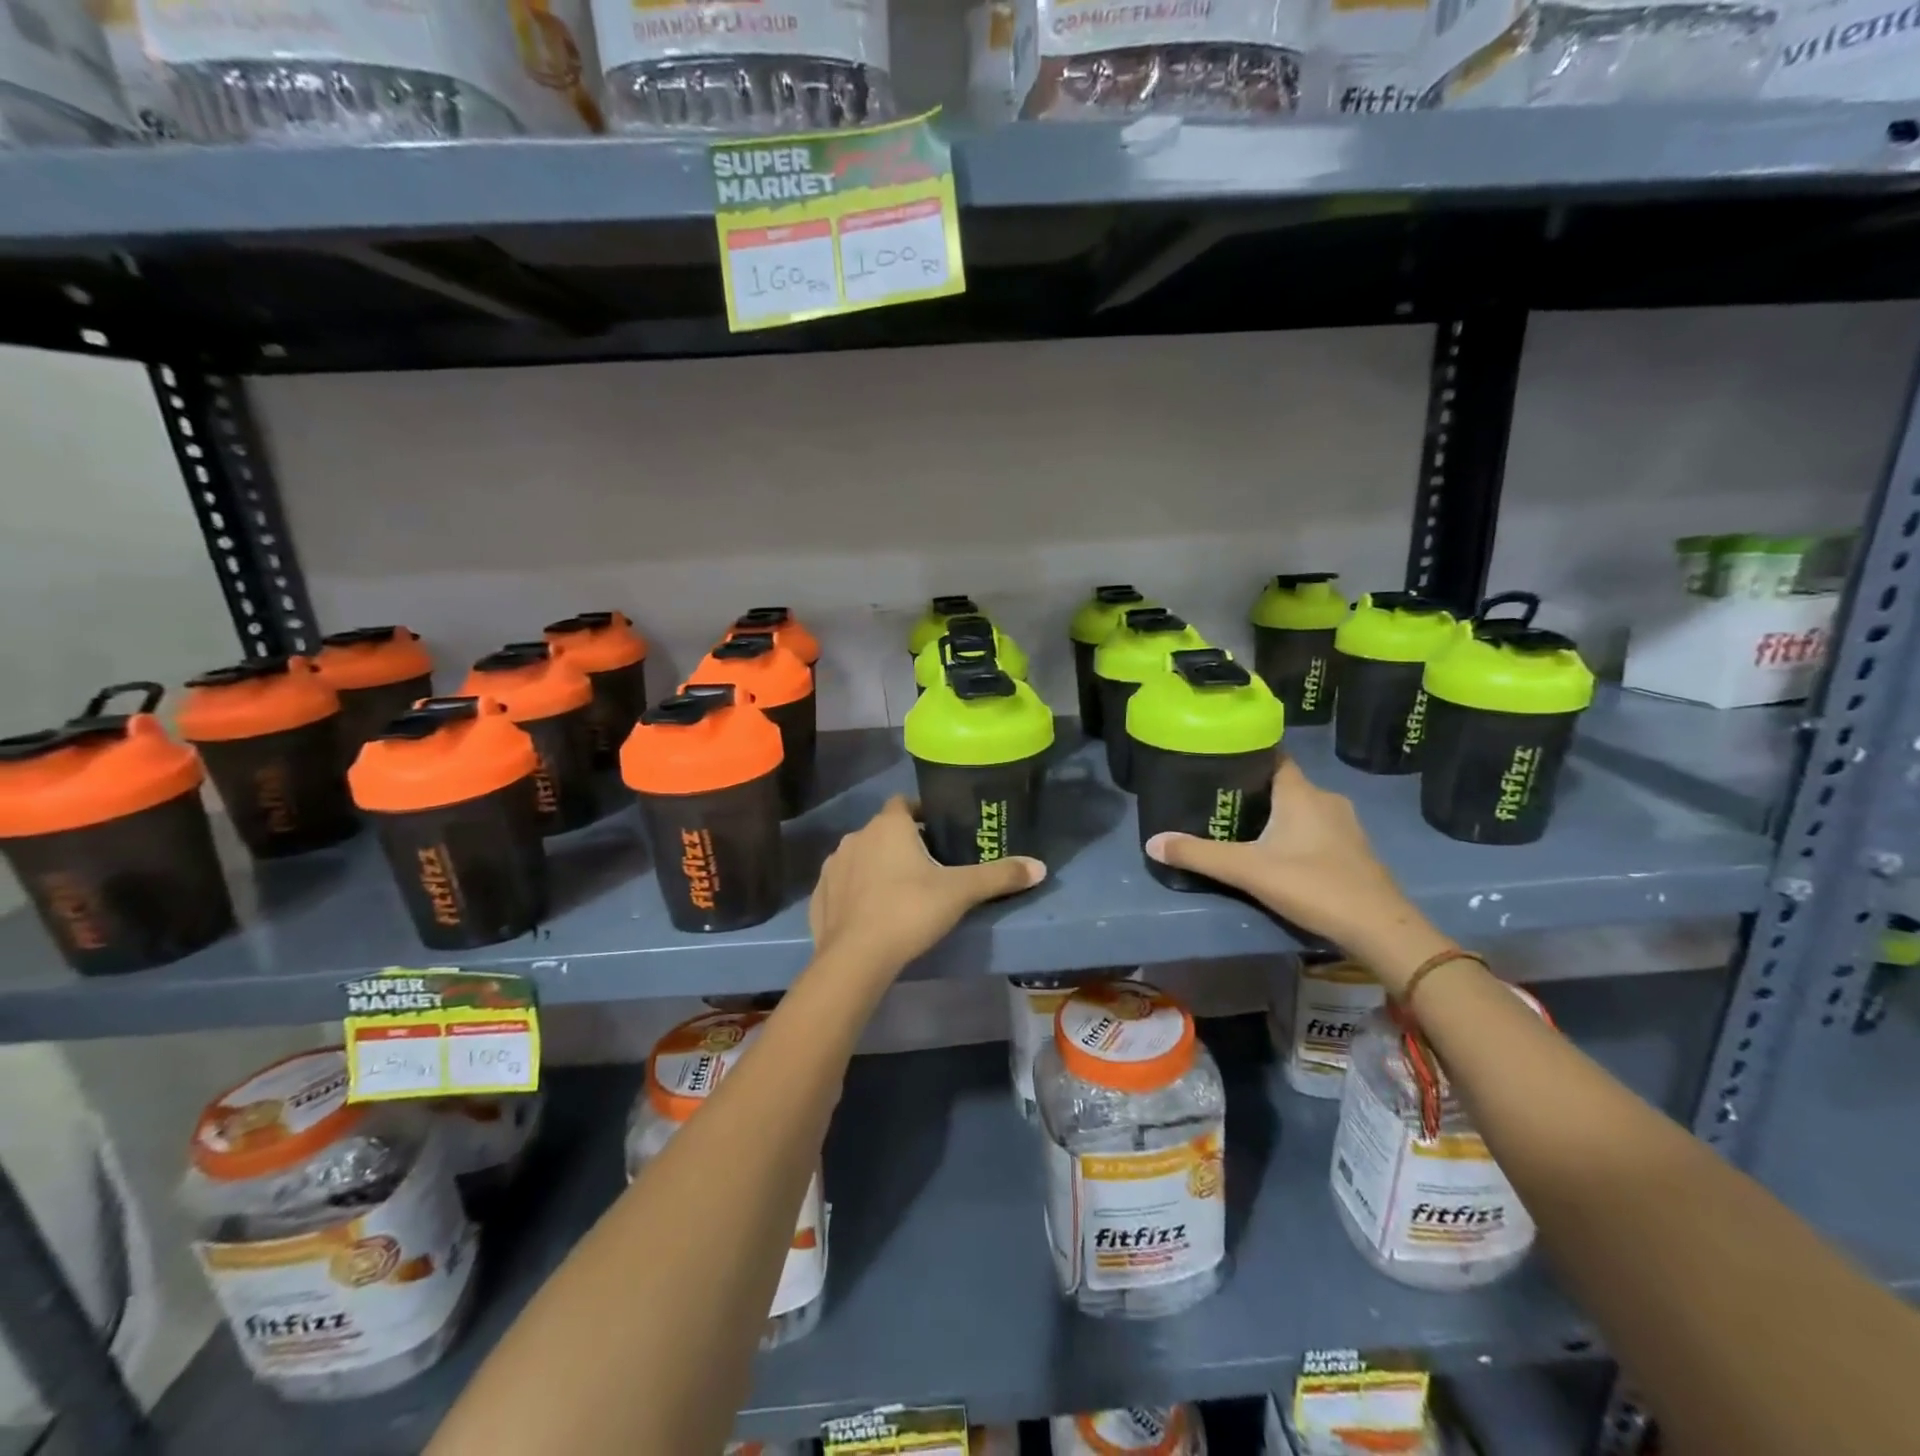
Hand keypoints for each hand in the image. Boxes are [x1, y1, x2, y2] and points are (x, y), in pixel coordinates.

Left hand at [809, 796, 1045, 973]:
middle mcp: (856, 837)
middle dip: (904, 843)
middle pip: (884, 830)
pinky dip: (857, 891)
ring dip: (878, 865)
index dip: (922, 813)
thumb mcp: (961, 892)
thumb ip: (999, 876)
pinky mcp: (819, 896)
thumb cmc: (909, 911)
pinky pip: (843, 884)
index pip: (904, 803)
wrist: (855, 958)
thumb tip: (1040, 867)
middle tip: (931, 867)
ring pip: (862, 856)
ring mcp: (833, 866)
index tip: (940, 831)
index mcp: (888, 826)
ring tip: (902, 891)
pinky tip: (872, 913)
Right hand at [1145, 758, 1444, 990]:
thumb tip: (1152, 843)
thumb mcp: (1247, 870)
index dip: (1246, 756)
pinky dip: (1296, 834)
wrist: (1379, 928)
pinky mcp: (1354, 851)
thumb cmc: (1312, 885)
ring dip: (1277, 815)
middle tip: (1219, 801)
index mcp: (1301, 793)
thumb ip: (1199, 855)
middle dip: (1254, 791)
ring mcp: (1345, 826)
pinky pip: (1317, 829)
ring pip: (1302, 808)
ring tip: (1243, 827)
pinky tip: (1279, 854)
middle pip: (1284, 784)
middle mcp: (1326, 799)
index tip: (1218, 762)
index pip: (1273, 757)